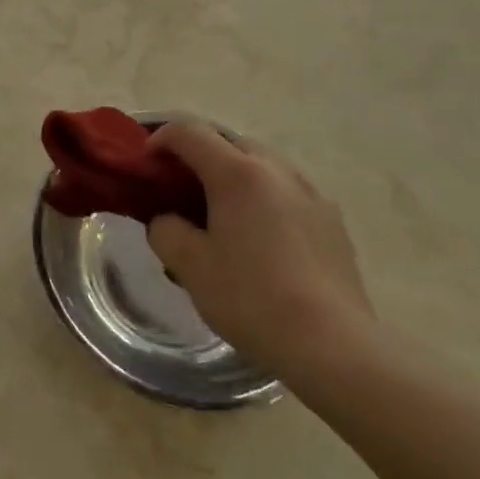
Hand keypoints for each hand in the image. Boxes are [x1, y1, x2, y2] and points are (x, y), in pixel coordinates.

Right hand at [145, 123, 374, 383]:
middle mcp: (276, 170)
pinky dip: (264, 198)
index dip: (161, 139)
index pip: (190, 132)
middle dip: (200, 155)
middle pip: (229, 142)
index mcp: (237, 173)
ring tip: (222, 213)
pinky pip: (288, 192)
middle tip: (180, 188)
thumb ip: (165, 230)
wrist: (333, 346)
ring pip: (263, 165)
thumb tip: (167, 220)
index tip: (146, 164)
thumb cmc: (252, 298)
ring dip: (235, 174)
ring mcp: (311, 193)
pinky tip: (261, 238)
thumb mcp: (189, 266)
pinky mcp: (332, 221)